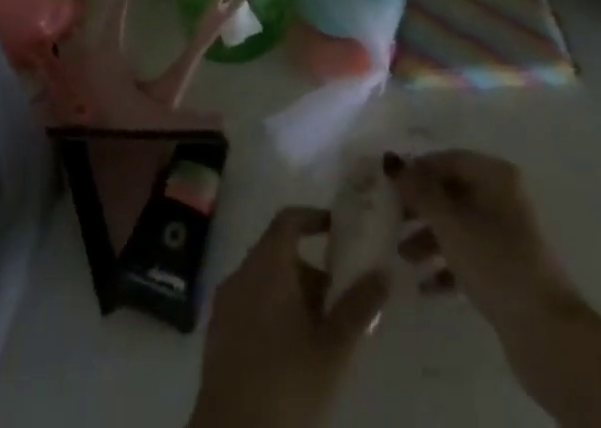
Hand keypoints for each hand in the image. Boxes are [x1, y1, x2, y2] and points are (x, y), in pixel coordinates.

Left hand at [189, 206, 388, 427]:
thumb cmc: (287, 383)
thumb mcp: (333, 347)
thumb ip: (359, 305)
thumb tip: (384, 272)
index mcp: (267, 265)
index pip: (288, 220)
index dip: (313, 218)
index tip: (336, 229)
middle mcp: (241, 274)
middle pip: (277, 252)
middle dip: (309, 268)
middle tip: (337, 295)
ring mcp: (224, 305)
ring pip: (263, 281)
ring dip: (291, 293)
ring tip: (320, 328)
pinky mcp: (216, 336)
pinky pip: (249, 305)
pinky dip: (271, 311)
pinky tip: (291, 348)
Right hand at [385, 150, 569, 330]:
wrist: (545, 331)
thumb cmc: (495, 263)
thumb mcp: (451, 224)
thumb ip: (420, 192)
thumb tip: (392, 162)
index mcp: (495, 175)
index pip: (448, 160)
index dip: (417, 170)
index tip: (388, 188)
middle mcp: (503, 196)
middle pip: (452, 192)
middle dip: (421, 207)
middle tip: (390, 222)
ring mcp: (507, 234)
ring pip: (459, 225)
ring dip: (429, 238)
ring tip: (404, 259)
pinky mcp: (507, 268)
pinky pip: (469, 255)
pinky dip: (447, 265)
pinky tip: (426, 286)